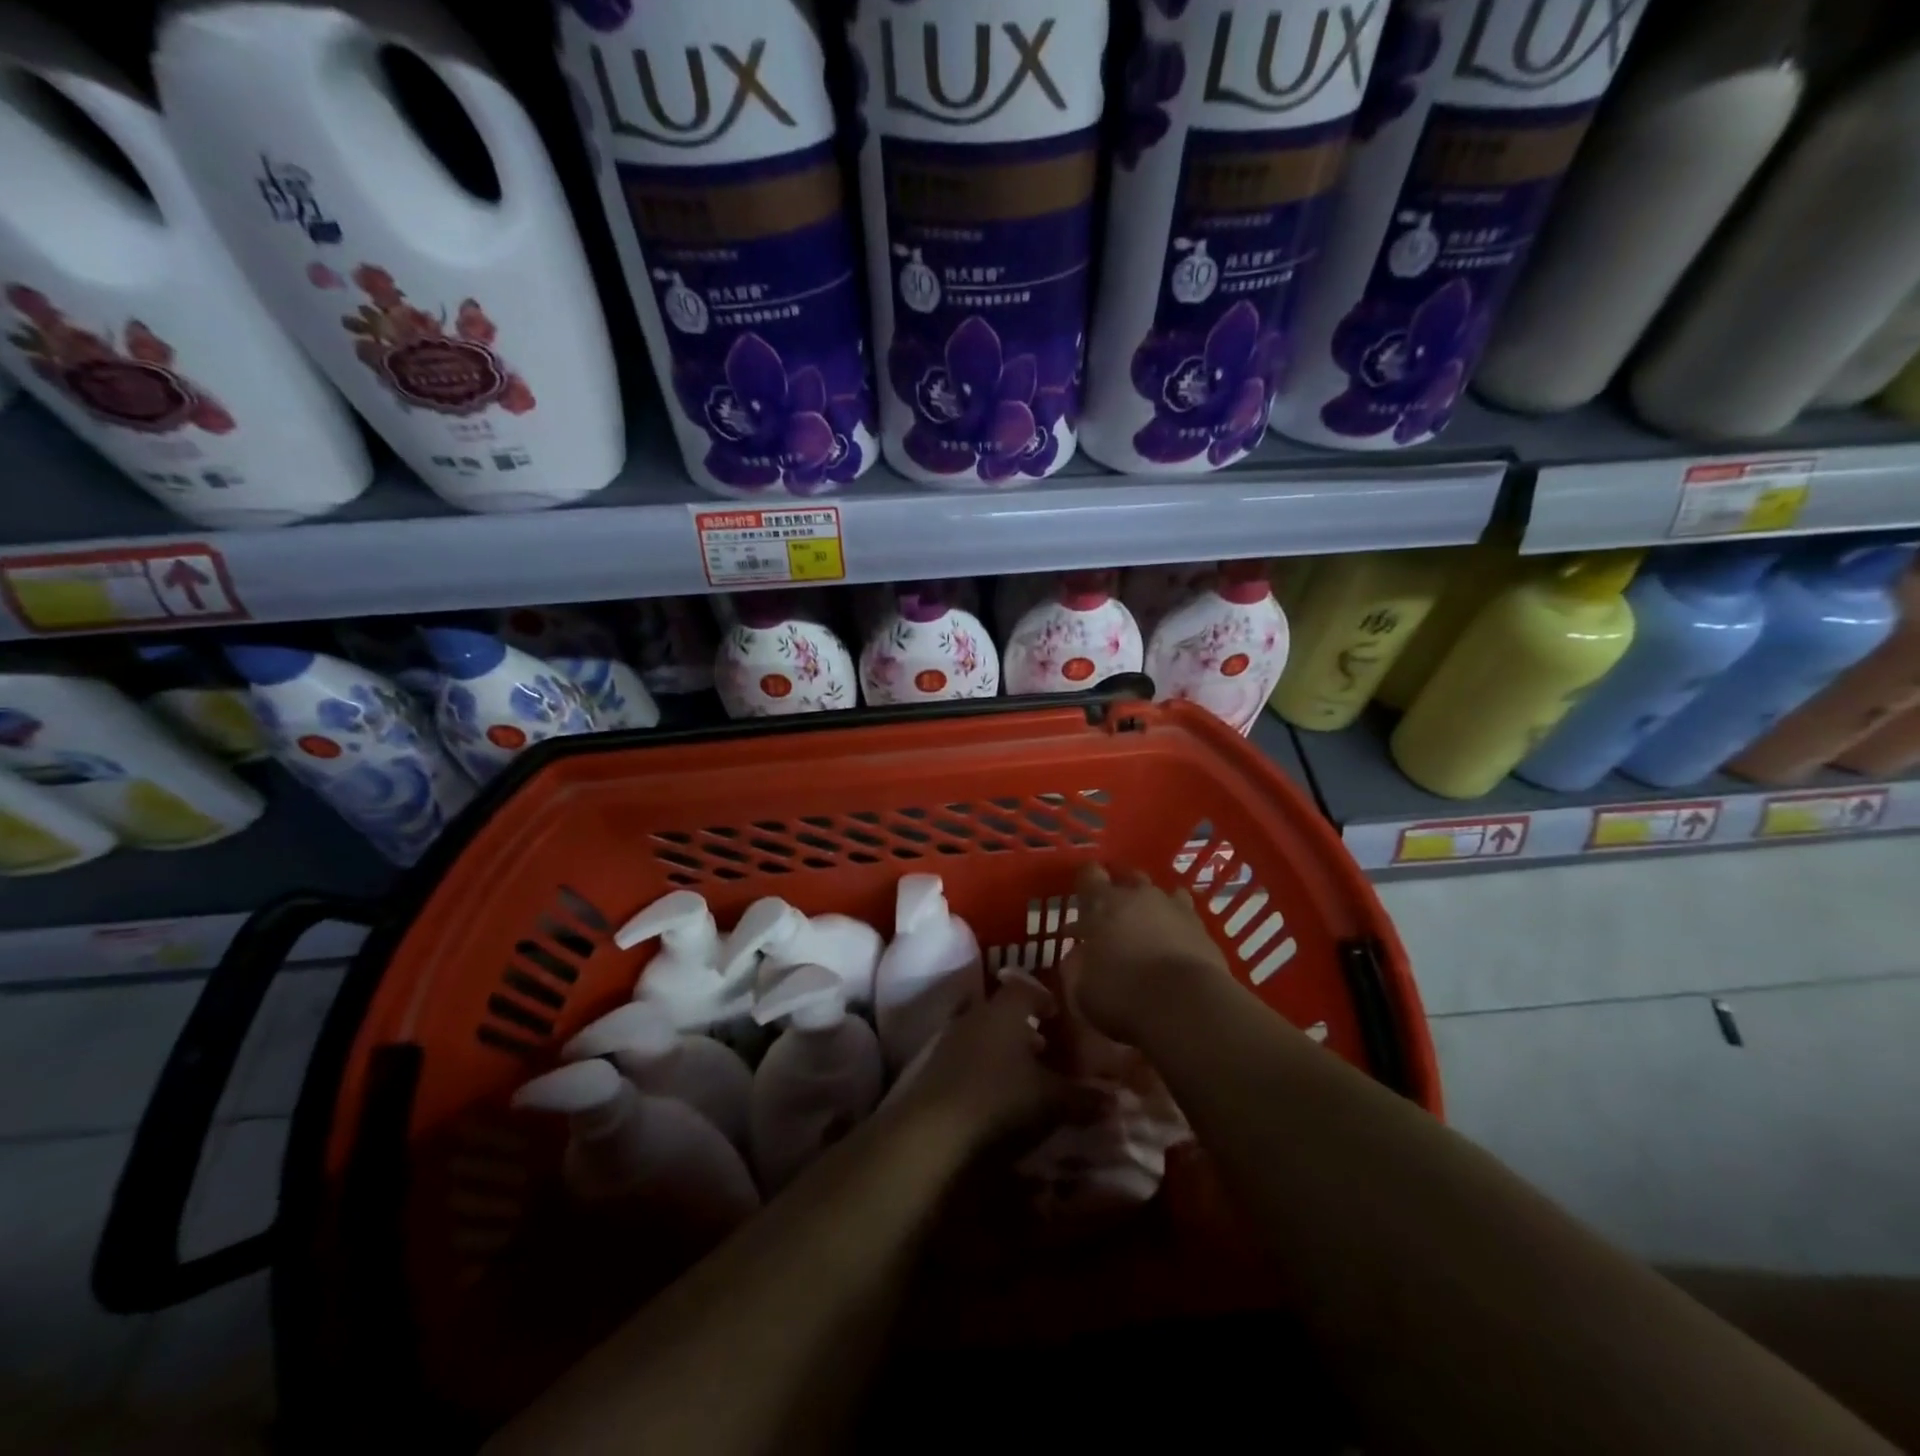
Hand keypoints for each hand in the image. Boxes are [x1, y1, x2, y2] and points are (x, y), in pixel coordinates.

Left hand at [884, 975, 1081, 1156]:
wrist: (930, 1133)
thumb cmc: (1000, 1102)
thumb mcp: (1051, 1101)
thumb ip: (1084, 1097)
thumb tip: (1114, 1098)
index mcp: (1004, 1011)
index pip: (1026, 988)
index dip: (1045, 998)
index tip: (1061, 1015)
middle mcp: (974, 1016)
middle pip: (1003, 1012)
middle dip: (1026, 1028)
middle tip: (1049, 1050)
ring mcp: (947, 1041)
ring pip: (983, 1036)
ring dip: (1003, 1051)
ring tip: (1025, 1077)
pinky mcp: (930, 1069)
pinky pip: (965, 1058)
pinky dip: (983, 1069)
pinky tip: (995, 1096)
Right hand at [1061, 862, 1230, 1044]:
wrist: (1187, 1006)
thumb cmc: (1123, 993)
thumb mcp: (1081, 987)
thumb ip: (1076, 964)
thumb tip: (1079, 955)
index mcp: (1103, 902)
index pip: (1089, 874)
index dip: (1085, 883)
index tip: (1082, 900)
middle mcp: (1139, 895)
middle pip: (1128, 877)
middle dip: (1120, 893)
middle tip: (1111, 918)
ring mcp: (1175, 908)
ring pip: (1160, 894)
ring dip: (1151, 907)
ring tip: (1146, 929)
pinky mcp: (1202, 928)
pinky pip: (1185, 917)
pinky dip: (1177, 927)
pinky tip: (1174, 945)